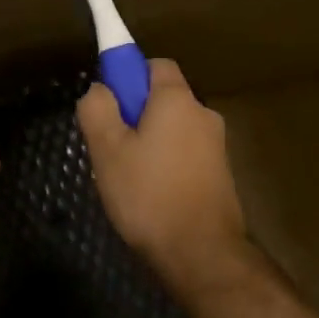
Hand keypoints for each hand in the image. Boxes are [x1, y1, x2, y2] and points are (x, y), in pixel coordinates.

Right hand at [77, 59, 250, 293]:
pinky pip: (185, 154)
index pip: (155, 65)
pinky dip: (167, 164)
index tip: (109, 103)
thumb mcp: (107, 150)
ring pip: (173, 129)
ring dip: (150, 142)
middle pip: (163, 99)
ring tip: (127, 177)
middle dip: (135, 114)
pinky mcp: (221, 174)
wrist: (202, 252)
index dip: (128, 76)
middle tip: (110, 146)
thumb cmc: (149, 194)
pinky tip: (151, 195)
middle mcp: (203, 114)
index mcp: (177, 99)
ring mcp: (216, 145)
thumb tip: (100, 89)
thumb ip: (97, 109)